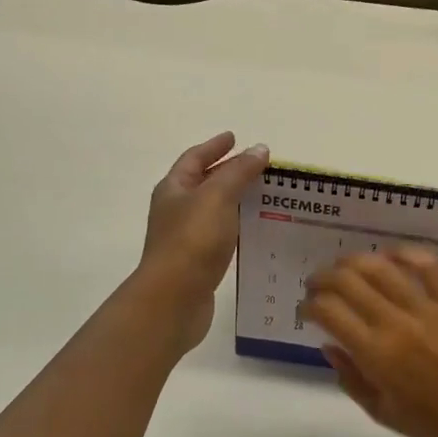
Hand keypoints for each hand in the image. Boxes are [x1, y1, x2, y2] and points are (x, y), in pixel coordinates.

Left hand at [138, 132, 269, 352]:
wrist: (174, 299)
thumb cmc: (193, 241)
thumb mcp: (217, 197)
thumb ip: (239, 172)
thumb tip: (259, 149)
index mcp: (174, 189)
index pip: (194, 158)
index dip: (214, 146)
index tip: (234, 137)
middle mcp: (175, 210)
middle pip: (203, 183)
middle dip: (228, 172)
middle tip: (258, 167)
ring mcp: (185, 238)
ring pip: (213, 210)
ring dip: (235, 201)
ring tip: (264, 196)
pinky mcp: (197, 263)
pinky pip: (220, 236)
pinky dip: (237, 227)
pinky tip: (255, 231)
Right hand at [305, 247, 437, 436]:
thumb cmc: (437, 424)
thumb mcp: (383, 413)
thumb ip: (351, 379)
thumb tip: (329, 345)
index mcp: (376, 355)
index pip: (329, 312)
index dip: (309, 305)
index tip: (306, 310)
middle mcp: (396, 324)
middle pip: (347, 281)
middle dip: (322, 278)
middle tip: (317, 285)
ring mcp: (427, 309)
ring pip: (381, 267)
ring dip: (353, 261)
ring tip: (344, 267)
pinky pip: (428, 266)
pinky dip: (405, 254)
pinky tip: (390, 255)